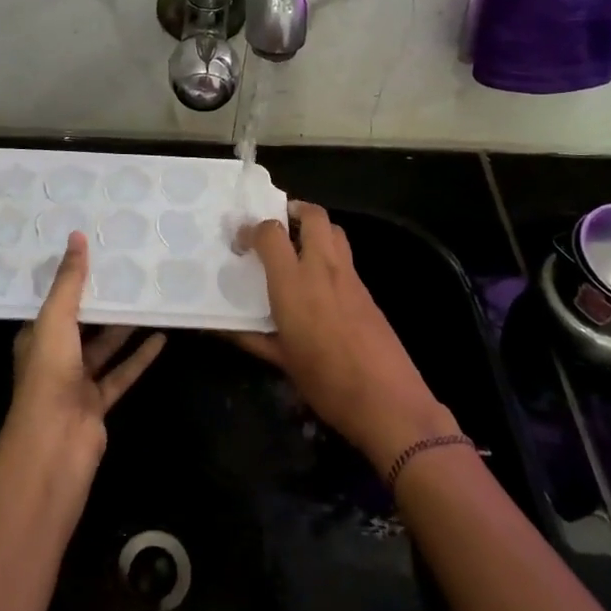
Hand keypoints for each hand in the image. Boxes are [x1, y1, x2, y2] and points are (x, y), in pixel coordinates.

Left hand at [7, 232, 165, 470]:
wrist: (55, 444)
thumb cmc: (49, 375)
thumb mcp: (56, 319)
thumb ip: (70, 281)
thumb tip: (77, 236)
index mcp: (36, 336)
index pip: (54, 300)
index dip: (72, 278)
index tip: (95, 251)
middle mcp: (55, 356)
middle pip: (82, 322)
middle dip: (102, 300)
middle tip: (129, 270)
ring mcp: (77, 381)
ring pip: (104, 346)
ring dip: (124, 326)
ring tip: (149, 298)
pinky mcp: (99, 401)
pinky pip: (122, 372)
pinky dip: (139, 356)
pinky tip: (161, 337)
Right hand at [231, 202, 458, 471]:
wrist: (388, 400)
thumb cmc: (326, 382)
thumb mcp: (281, 361)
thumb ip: (251, 337)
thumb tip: (223, 327)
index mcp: (294, 284)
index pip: (271, 233)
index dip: (252, 229)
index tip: (241, 241)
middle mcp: (323, 269)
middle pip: (313, 215)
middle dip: (293, 210)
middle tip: (276, 226)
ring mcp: (350, 277)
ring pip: (334, 231)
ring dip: (314, 228)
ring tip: (297, 246)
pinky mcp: (367, 291)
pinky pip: (345, 257)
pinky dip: (329, 254)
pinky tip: (319, 282)